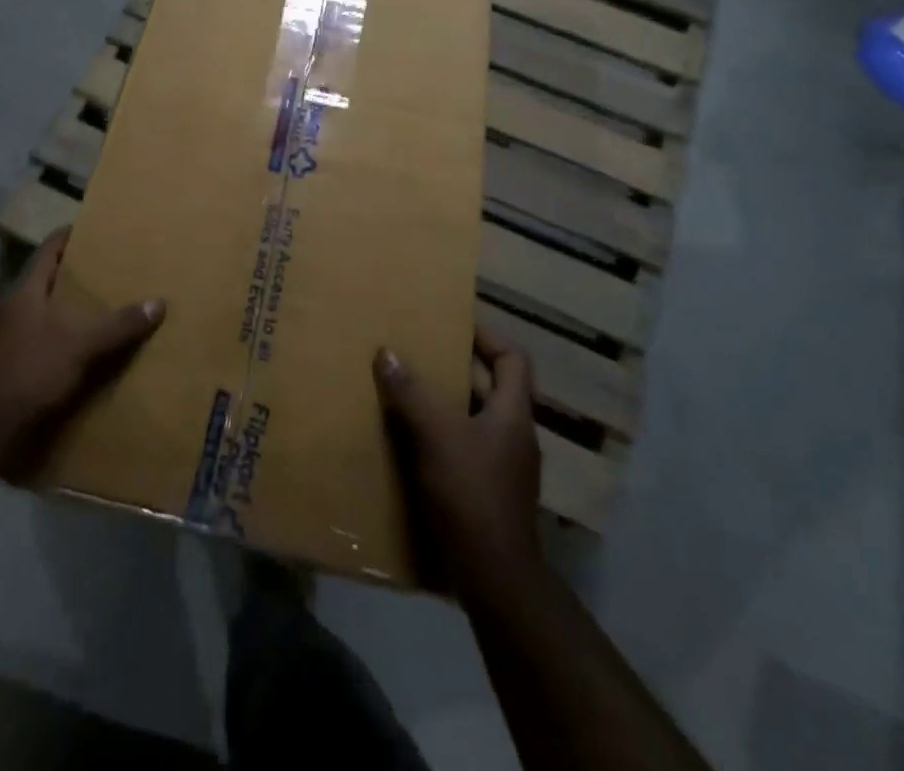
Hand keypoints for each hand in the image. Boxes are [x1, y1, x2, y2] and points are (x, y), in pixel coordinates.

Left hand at [0, 228, 164, 479]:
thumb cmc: (31, 371)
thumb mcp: (82, 345)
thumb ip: (120, 324)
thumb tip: (159, 303)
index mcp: (25, 291)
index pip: (49, 249)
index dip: (71, 236)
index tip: (96, 229)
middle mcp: (12, 308)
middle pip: (47, 279)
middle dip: (76, 275)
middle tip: (110, 269)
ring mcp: (6, 338)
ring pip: (43, 311)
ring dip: (68, 309)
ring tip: (101, 308)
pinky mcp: (8, 366)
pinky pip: (40, 340)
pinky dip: (61, 338)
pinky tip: (81, 350)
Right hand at [375, 327, 542, 604]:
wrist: (495, 579)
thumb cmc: (472, 494)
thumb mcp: (437, 436)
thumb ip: (412, 393)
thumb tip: (388, 352)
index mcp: (513, 413)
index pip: (513, 358)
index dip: (487, 336)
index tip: (453, 325)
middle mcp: (515, 435)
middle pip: (492, 387)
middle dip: (457, 369)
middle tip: (420, 355)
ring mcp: (505, 467)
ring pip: (476, 419)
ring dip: (446, 404)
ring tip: (409, 392)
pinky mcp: (490, 493)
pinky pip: (466, 449)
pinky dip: (442, 437)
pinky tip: (411, 441)